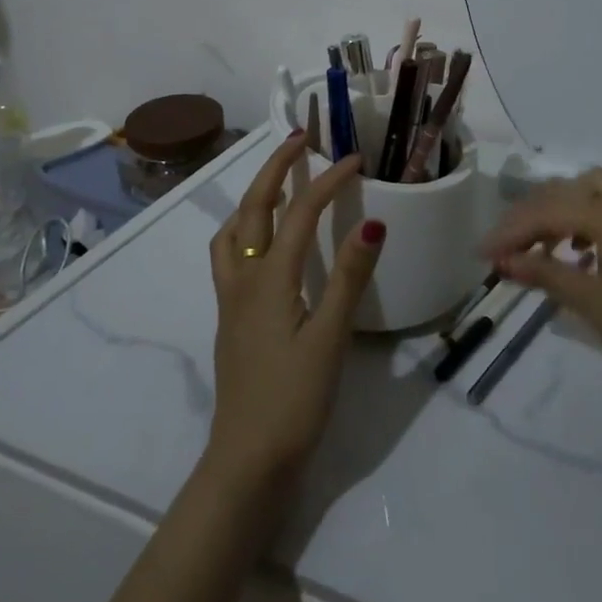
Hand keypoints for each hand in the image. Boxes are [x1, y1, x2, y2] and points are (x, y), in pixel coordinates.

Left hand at [205, 134, 385, 492]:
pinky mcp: (231, 316)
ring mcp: (231, 297)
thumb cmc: (293, 401)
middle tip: (301, 139)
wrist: (246, 461)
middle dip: (276, 167)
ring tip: (279, 183)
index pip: (298, 213)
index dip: (328, 181)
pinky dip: (245, 227)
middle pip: (253, 206)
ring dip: (254, 195)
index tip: (356, 159)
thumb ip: (348, 277)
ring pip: (233, 228)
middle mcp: (243, 277)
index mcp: (269, 278)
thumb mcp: (330, 338)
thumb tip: (371, 222)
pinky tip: (264, 242)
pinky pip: (230, 253)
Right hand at [479, 168, 601, 407]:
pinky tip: (573, 257)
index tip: (481, 255)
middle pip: (566, 192)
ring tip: (534, 249)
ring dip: (557, 215)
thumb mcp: (592, 302)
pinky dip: (582, 227)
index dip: (511, 231)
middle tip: (504, 249)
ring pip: (588, 197)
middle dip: (530, 216)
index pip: (548, 210)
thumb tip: (503, 260)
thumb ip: (545, 273)